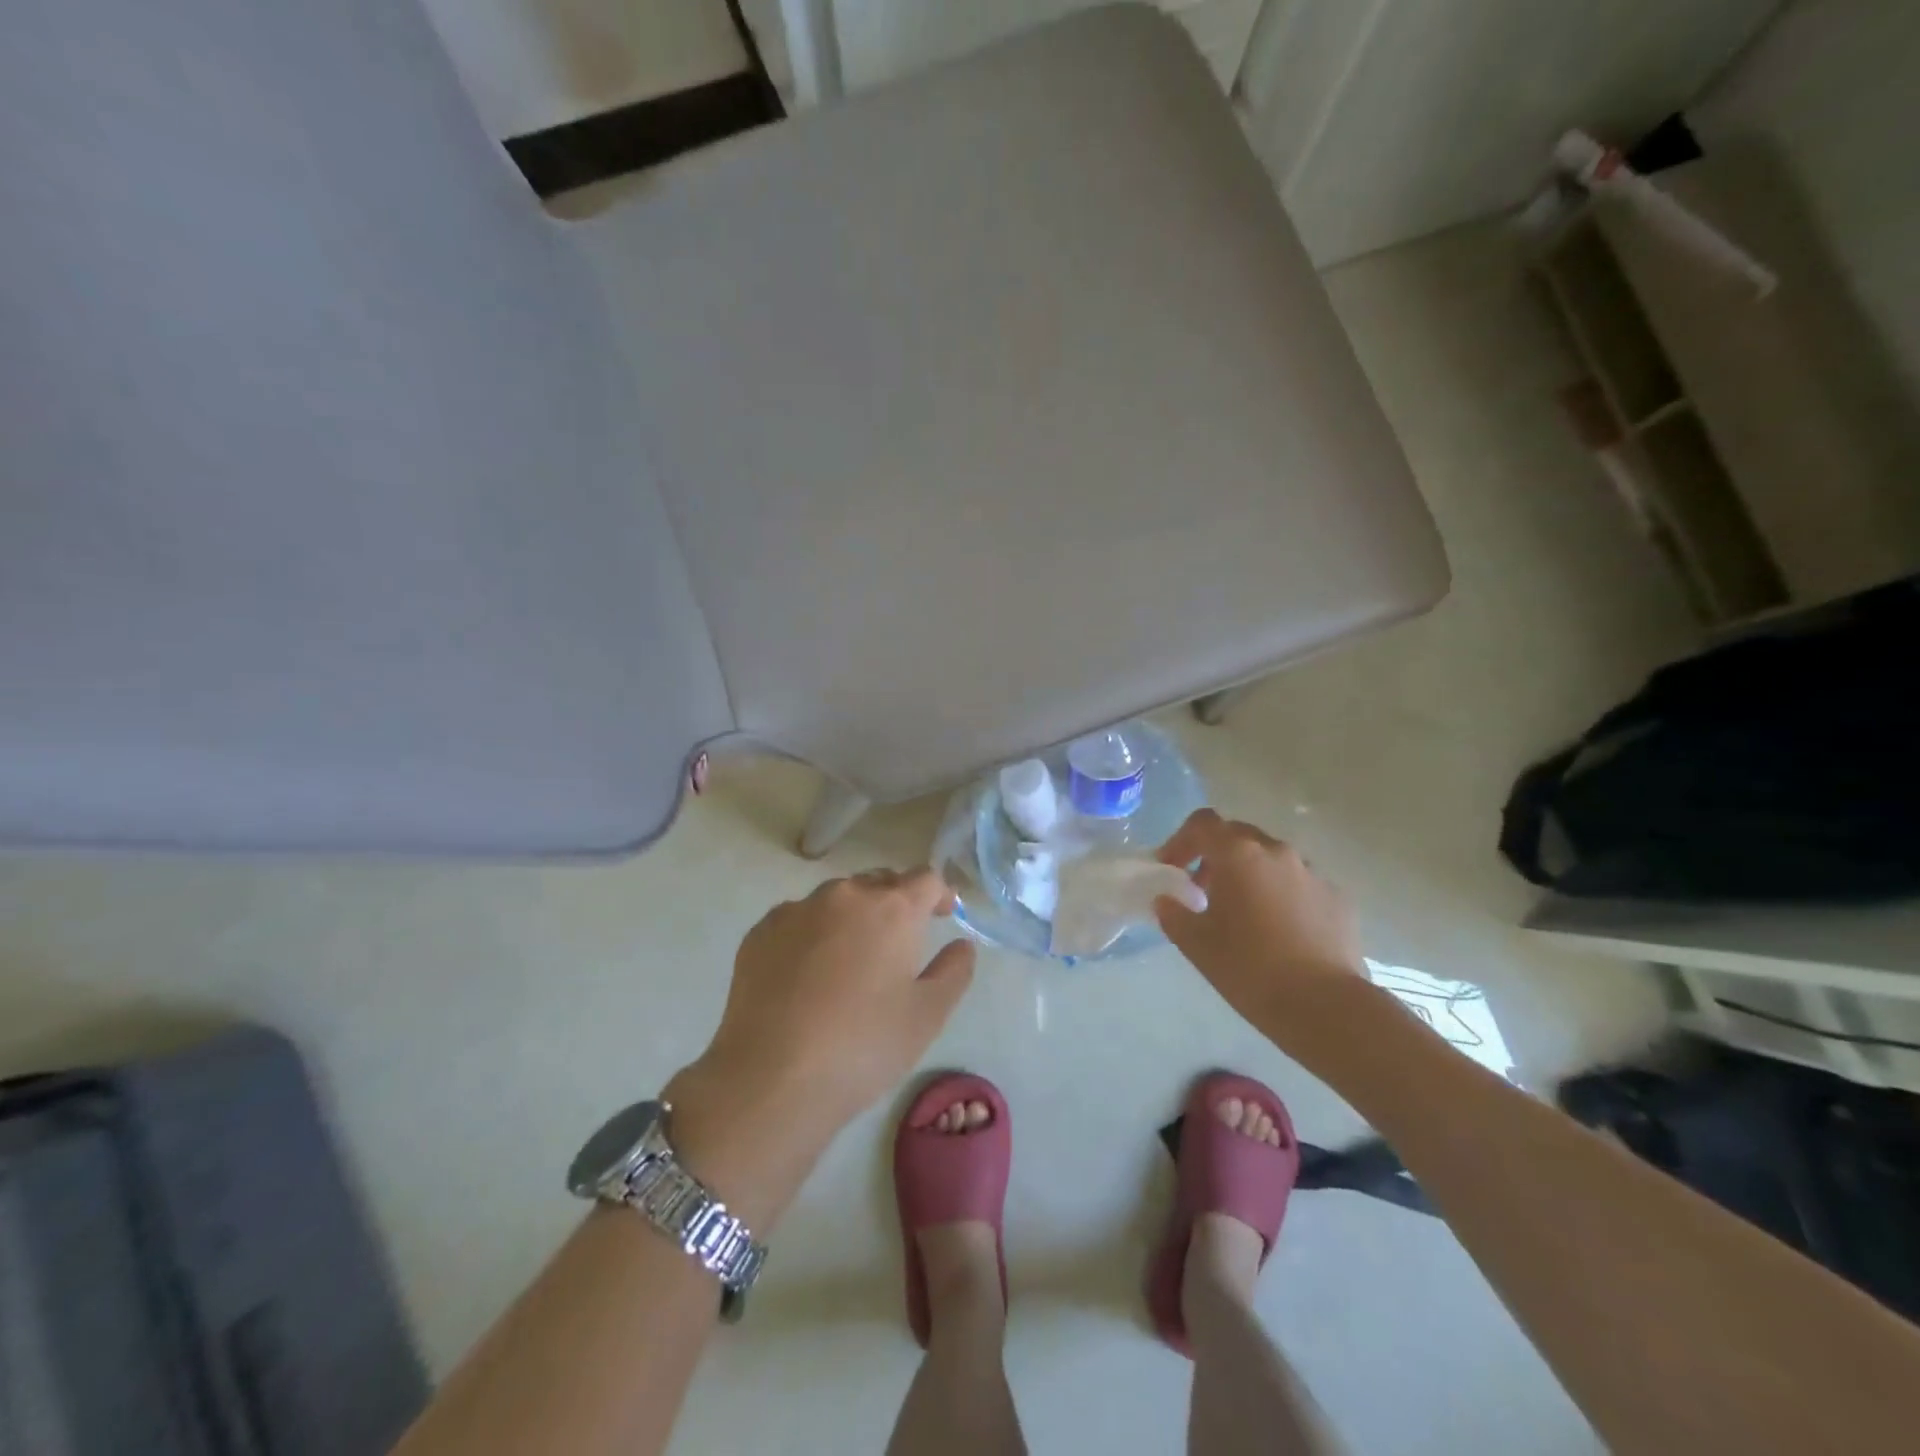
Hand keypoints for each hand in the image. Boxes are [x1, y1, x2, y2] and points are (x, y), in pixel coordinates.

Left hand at [676, 869, 975, 1156]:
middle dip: (895, 903)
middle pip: (879, 883)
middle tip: (898, 943)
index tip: (943, 916)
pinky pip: (798, 919)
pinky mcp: (761, 931)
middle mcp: (845, 895)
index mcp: (892, 909)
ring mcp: (797, 910)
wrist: (771, 1077)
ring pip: (836, 899)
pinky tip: (807, 974)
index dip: (939, 894)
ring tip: (850, 960)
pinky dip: (812, 934)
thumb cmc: (863, 1046)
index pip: (925, 879)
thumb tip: (962, 945)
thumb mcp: (927, 1016)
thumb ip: (954, 972)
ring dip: (852, 917)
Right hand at [1153, 810, 1364, 1037]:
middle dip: (1215, 856)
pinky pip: (1300, 884)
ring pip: (1271, 860)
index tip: (1170, 869)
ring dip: (1250, 875)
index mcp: (1239, 855)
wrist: (1325, 1006)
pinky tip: (1279, 932)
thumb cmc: (1250, 969)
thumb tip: (1166, 900)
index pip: (1203, 824)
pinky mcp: (1337, 898)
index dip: (1180, 841)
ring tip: (1242, 914)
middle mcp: (1277, 852)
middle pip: (1238, 836)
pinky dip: (1281, 896)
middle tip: (1202, 890)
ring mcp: (1312, 873)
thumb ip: (1173, 914)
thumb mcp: (1196, 944)